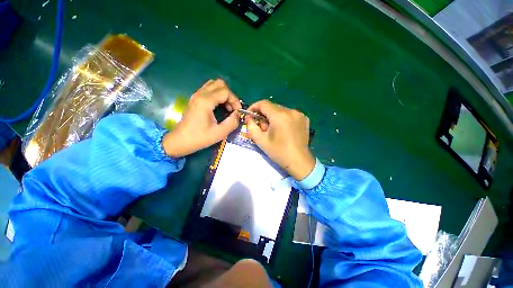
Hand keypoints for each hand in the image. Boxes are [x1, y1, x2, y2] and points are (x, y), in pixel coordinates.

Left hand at [163, 79, 241, 157]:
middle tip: (232, 108)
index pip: (225, 91)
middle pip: (220, 84)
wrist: (180, 141)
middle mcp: (200, 95)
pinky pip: (209, 89)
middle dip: (229, 95)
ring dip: (223, 94)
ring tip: (226, 107)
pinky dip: (217, 94)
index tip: (237, 112)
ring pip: (214, 84)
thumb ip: (232, 123)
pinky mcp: (195, 98)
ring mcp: (196, 95)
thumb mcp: (219, 133)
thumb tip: (238, 114)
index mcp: (205, 102)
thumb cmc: (199, 138)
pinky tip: (219, 106)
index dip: (235, 100)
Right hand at [245, 100, 314, 180]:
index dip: (254, 107)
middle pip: (272, 107)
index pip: (263, 103)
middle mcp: (291, 111)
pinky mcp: (305, 119)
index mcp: (280, 116)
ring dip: (273, 117)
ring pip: (281, 110)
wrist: (299, 162)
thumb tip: (249, 117)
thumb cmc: (279, 152)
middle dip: (264, 114)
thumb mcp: (261, 141)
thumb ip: (251, 126)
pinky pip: (290, 114)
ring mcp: (299, 114)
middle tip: (262, 127)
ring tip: (273, 130)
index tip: (250, 115)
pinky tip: (283, 129)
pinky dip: (283, 119)